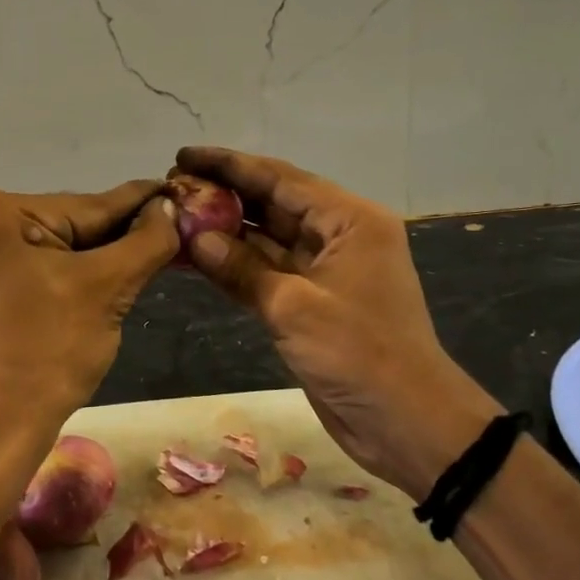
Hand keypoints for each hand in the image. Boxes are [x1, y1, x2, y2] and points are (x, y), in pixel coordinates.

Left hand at [0, 182, 177, 482]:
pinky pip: (34, 269)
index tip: (178, 192)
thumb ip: (145, 241)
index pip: (89, 205)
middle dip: (117, 237)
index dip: (141, 203)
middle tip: (170, 236)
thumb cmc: (46, 356)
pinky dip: (68, 276)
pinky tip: (100, 285)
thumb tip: (168, 207)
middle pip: (69, 225)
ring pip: (54, 249)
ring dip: (96, 258)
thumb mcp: (106, 289)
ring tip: (143, 261)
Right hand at [176, 147, 501, 498]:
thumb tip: (196, 238)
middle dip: (224, 194)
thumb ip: (242, 268)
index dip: (230, 165)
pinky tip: (196, 256)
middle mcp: (338, 236)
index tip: (184, 156)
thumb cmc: (359, 353)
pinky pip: (266, 272)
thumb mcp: (295, 308)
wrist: (407, 423)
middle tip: (173, 186)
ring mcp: (323, 270)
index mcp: (349, 220)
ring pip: (266, 238)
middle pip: (273, 203)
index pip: (281, 179)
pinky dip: (234, 265)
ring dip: (225, 230)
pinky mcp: (311, 302)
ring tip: (175, 216)